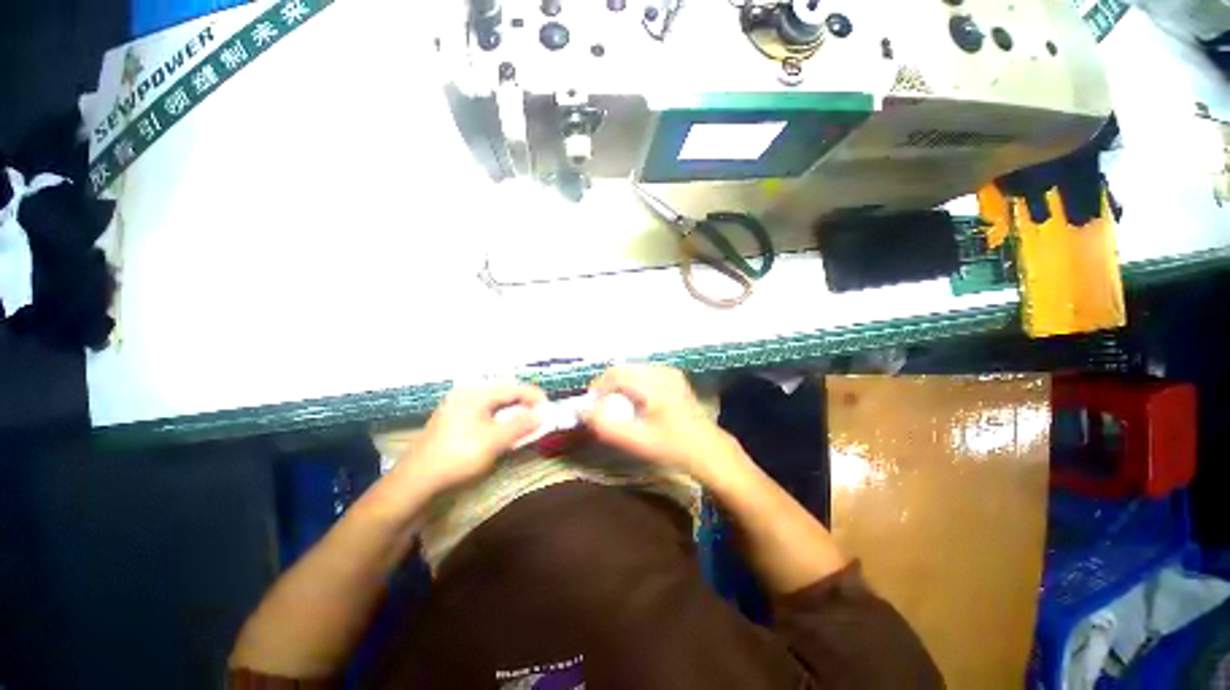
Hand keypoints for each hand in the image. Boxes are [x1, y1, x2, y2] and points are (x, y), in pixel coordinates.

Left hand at [397, 383, 545, 492]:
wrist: (415, 484)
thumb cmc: (458, 456)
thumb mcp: (495, 440)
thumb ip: (521, 425)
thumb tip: (542, 414)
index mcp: (475, 394)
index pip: (512, 389)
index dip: (533, 396)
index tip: (549, 406)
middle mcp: (465, 396)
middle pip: (502, 395)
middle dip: (523, 404)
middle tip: (539, 415)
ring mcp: (456, 410)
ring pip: (493, 407)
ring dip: (511, 414)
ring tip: (526, 423)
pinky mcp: (452, 425)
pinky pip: (483, 416)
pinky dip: (498, 422)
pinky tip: (504, 432)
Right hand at [586, 365, 737, 475]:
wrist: (707, 449)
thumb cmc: (673, 447)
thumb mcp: (638, 442)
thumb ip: (608, 427)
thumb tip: (585, 412)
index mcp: (655, 384)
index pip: (616, 374)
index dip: (599, 387)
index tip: (592, 405)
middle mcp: (662, 372)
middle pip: (624, 369)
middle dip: (608, 385)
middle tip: (602, 406)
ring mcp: (670, 372)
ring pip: (633, 370)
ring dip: (620, 384)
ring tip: (616, 405)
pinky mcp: (674, 376)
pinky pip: (644, 373)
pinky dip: (632, 384)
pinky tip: (635, 402)